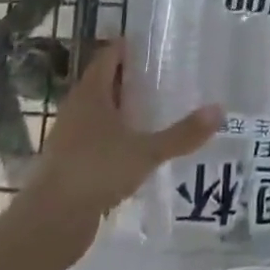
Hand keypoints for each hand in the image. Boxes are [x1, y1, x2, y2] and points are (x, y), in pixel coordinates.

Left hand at [34, 40, 222, 230]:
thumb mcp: (146, 151)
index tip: (159, 45)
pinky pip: (98, 137)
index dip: (131, 47)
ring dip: (126, 108)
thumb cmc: (96, 172)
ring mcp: (70, 136)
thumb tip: (219, 110)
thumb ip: (182, 133)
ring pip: (101, 111)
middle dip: (134, 77)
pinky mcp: (70, 163)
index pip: (110, 55)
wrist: (49, 224)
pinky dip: (118, 135)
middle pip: (106, 81)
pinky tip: (141, 147)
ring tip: (160, 109)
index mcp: (91, 93)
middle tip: (169, 75)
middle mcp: (77, 108)